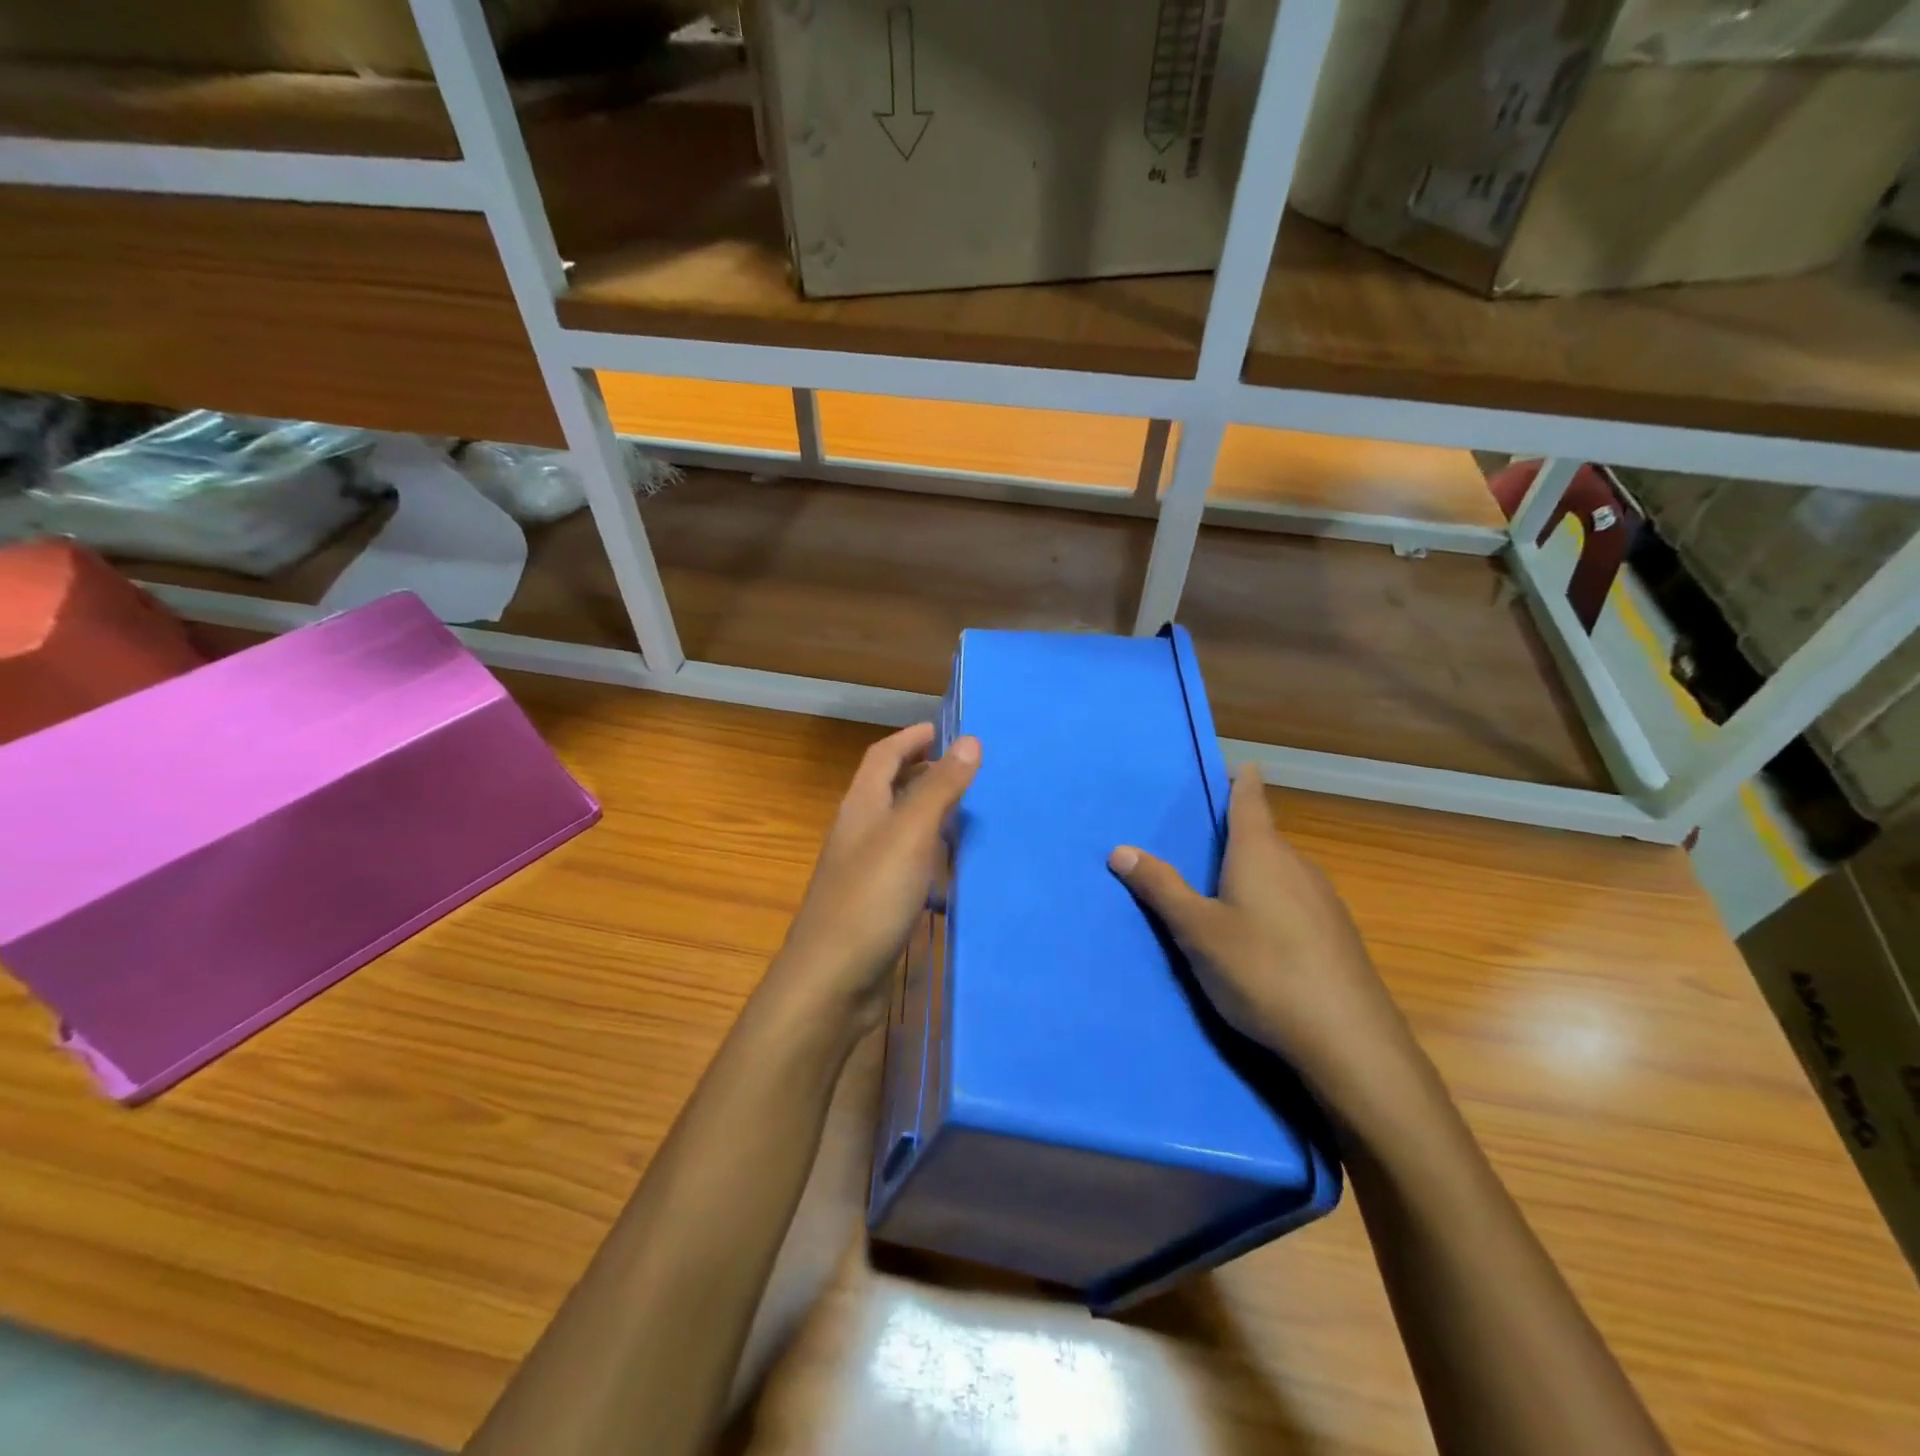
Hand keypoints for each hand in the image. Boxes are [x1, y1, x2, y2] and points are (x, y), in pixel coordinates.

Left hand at [771, 723, 979, 1033]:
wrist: (832, 980)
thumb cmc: (871, 898)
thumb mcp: (910, 834)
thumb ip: (939, 788)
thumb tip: (969, 739)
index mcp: (861, 806)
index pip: (883, 756)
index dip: (911, 738)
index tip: (945, 730)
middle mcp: (859, 832)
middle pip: (889, 789)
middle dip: (923, 772)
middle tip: (965, 769)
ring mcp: (864, 871)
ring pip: (899, 829)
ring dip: (928, 814)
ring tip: (968, 813)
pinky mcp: (874, 905)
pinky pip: (905, 866)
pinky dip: (929, 857)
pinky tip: (952, 872)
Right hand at [1108, 763, 1416, 1110]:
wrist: (1349, 1040)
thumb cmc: (1262, 970)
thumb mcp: (1197, 930)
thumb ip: (1160, 888)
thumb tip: (1119, 849)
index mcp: (1260, 853)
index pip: (1251, 801)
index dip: (1244, 781)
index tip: (1242, 764)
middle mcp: (1297, 866)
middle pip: (1264, 838)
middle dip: (1238, 837)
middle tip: (1204, 844)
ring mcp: (1324, 901)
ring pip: (1281, 873)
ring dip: (1255, 873)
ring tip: (1225, 892)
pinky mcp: (1338, 935)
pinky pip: (1297, 901)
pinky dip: (1274, 903)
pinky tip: (1263, 938)